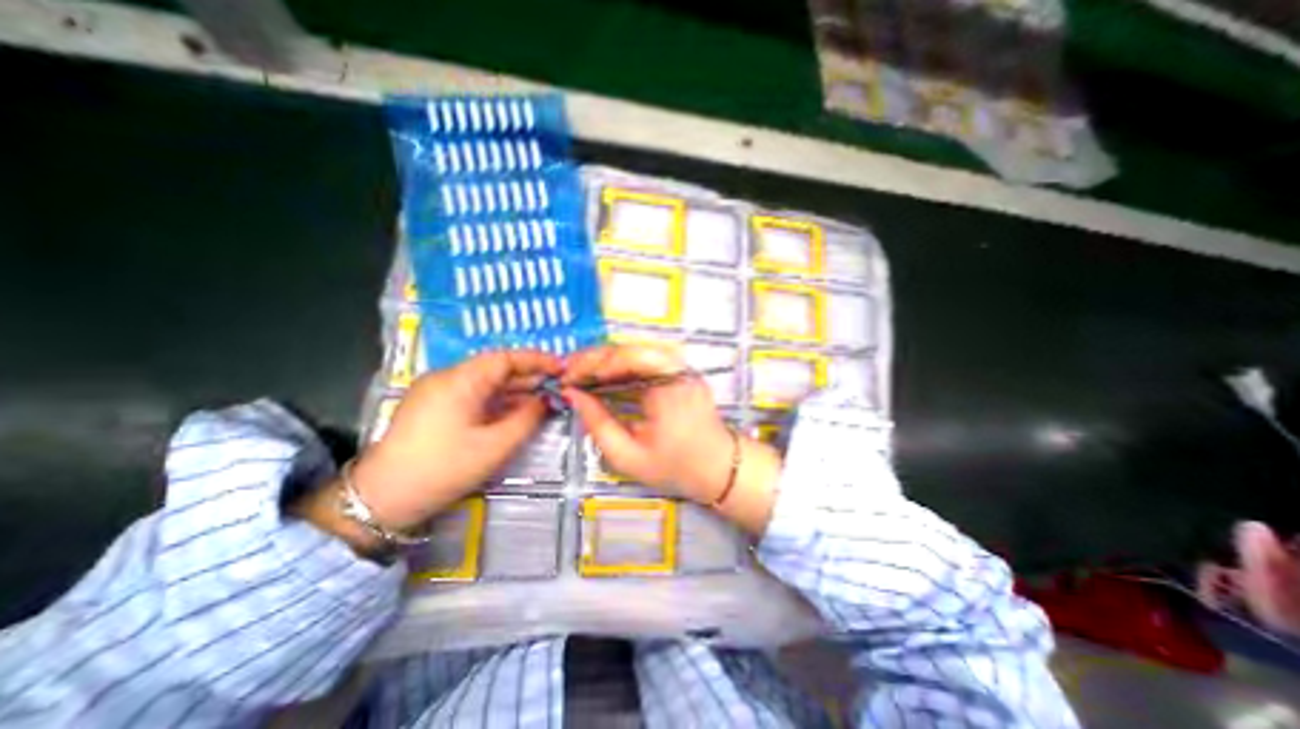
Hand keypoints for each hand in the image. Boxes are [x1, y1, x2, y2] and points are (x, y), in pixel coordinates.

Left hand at [330, 350, 557, 542]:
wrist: (381, 500)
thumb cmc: (443, 469)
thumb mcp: (495, 446)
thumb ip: (528, 418)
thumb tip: (549, 400)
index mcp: (460, 380)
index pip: (505, 358)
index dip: (537, 360)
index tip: (562, 368)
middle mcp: (447, 377)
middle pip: (495, 368)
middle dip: (528, 376)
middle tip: (558, 386)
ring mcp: (437, 391)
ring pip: (485, 382)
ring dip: (514, 389)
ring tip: (542, 398)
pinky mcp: (433, 405)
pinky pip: (473, 394)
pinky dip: (497, 400)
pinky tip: (514, 410)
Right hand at [562, 345, 780, 533]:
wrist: (719, 468)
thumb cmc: (676, 467)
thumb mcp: (628, 456)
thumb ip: (597, 424)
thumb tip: (573, 395)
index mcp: (668, 387)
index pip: (625, 357)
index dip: (592, 364)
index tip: (566, 377)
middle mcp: (678, 368)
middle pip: (629, 348)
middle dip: (595, 358)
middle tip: (568, 371)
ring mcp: (682, 367)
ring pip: (636, 350)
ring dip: (606, 359)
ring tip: (581, 373)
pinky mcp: (681, 371)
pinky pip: (646, 359)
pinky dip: (621, 365)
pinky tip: (605, 376)